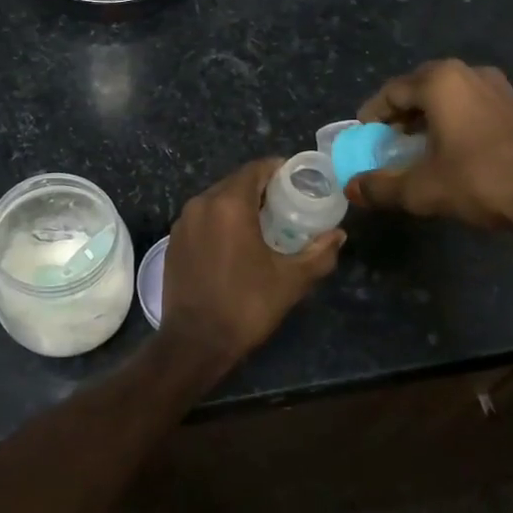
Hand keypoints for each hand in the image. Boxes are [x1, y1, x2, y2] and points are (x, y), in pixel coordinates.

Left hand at [161, 159, 344, 371]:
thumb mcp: (291, 280)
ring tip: (264, 225)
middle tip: (287, 206)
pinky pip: (203, 219)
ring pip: (217, 200)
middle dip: (262, 189)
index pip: (256, 168)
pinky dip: (221, 221)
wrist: (195, 343)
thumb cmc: (246, 306)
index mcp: (229, 204)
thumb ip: (320, 253)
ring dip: (240, 205)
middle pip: (236, 182)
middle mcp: (201, 204)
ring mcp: (183, 223)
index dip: (280, 170)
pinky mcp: (173, 242)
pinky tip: (236, 244)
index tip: (299, 183)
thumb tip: (339, 235)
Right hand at [345, 59, 512, 244]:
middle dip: (399, 113)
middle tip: (385, 139)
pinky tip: (450, 148)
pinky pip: (471, 104)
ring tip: (414, 145)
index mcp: (442, 82)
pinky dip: (452, 120)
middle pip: (420, 87)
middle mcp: (469, 73)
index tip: (362, 134)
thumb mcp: (422, 189)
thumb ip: (380, 186)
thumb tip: (351, 188)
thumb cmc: (480, 182)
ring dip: (427, 116)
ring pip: (448, 95)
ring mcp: (498, 87)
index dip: (373, 113)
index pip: (393, 90)